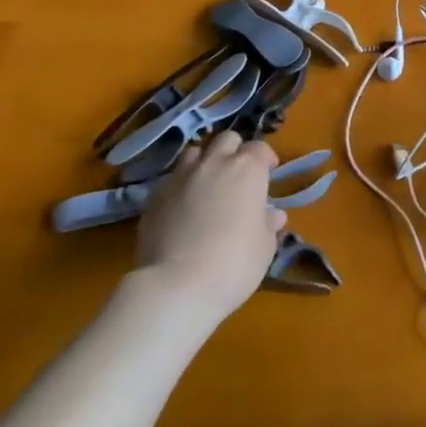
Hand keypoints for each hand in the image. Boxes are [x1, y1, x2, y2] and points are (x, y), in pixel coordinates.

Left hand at [134, 132, 284, 318]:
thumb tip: (271, 215)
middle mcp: (214, 164)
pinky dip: (181, 185)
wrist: (176, 286)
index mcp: (248, 170)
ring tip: (207, 185)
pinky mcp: (154, 197)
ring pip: (194, 152)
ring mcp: (181, 178)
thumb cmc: (234, 263)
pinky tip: (182, 207)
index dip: (265, 159)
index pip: (260, 148)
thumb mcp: (265, 246)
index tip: (268, 173)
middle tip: (238, 175)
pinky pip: (171, 179)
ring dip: (205, 162)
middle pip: (226, 139)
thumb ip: (268, 224)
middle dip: (234, 151)